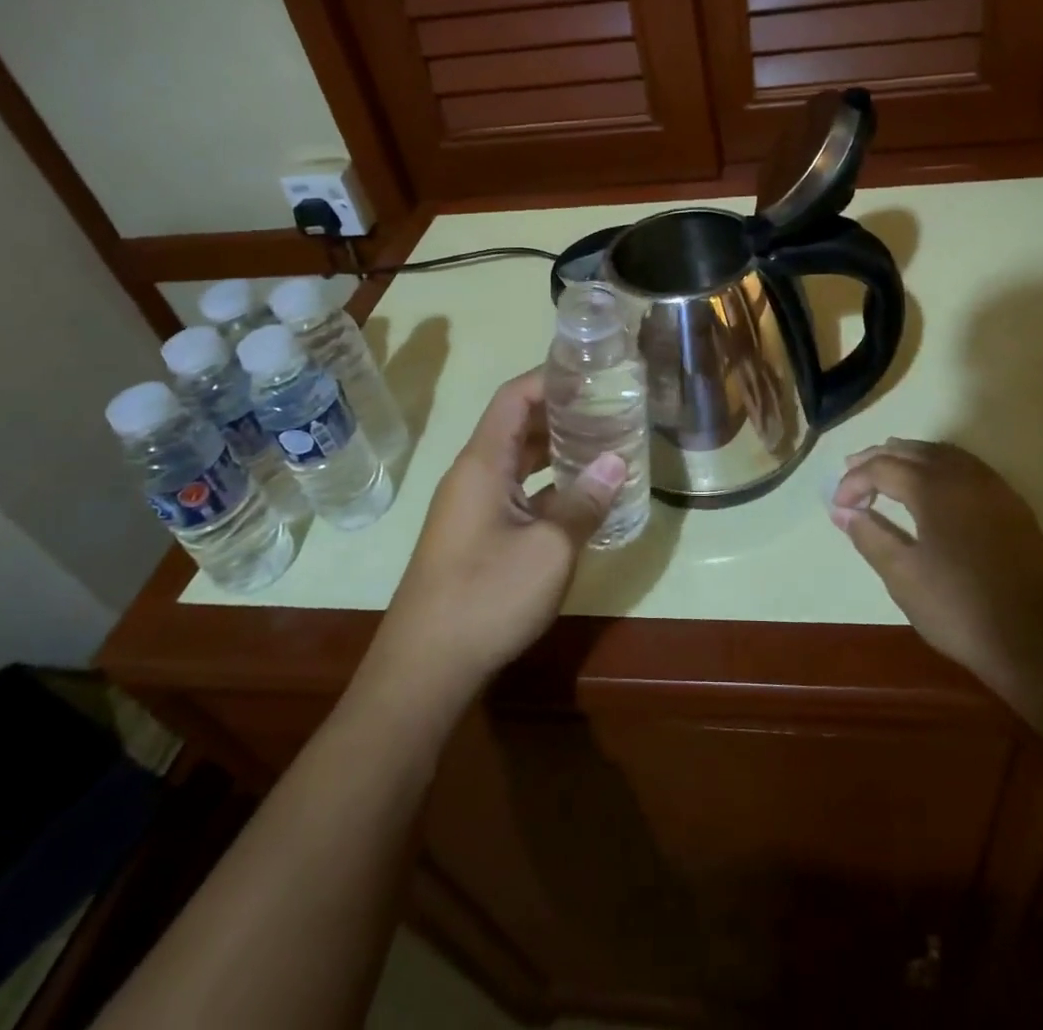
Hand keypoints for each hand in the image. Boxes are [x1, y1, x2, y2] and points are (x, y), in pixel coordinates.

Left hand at [366, 369, 625, 706]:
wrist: (424, 670)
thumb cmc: (487, 597)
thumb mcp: (550, 549)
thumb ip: (585, 501)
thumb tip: (618, 460)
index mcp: (482, 464)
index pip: (514, 398)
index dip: (550, 378)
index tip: (591, 372)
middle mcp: (472, 476)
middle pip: (515, 425)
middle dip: (560, 412)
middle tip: (609, 407)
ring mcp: (471, 508)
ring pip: (516, 461)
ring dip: (554, 449)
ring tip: (601, 442)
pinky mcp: (475, 536)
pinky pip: (515, 492)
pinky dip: (546, 484)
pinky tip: (580, 496)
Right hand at [831, 440, 1042, 699]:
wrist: (1035, 643)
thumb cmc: (959, 609)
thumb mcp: (902, 576)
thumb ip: (869, 535)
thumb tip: (840, 510)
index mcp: (934, 488)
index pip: (882, 467)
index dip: (854, 481)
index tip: (838, 505)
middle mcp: (965, 476)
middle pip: (913, 451)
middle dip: (879, 458)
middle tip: (852, 470)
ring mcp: (994, 488)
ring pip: (944, 454)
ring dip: (910, 456)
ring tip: (887, 470)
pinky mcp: (1013, 506)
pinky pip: (968, 468)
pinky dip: (940, 465)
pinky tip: (933, 486)